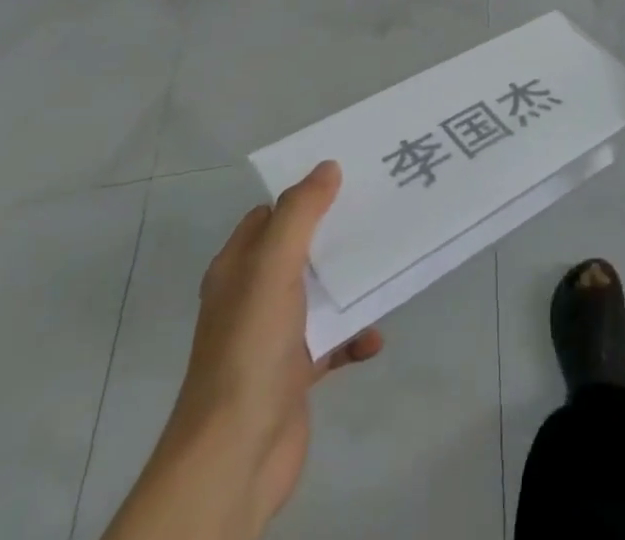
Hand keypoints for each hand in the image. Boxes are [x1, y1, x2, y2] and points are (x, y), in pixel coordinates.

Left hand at [141, 162, 382, 537]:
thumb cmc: (250, 350)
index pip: (271, 214)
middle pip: (302, 250)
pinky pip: (334, 342)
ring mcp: (274, 337)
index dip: (306, 193)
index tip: (350, 175)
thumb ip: (300, 214)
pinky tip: (375, 338)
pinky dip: (356, 336)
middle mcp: (253, 297)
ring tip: (391, 266)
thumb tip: (327, 167)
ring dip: (353, 285)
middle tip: (383, 211)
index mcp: (239, 268)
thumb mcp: (272, 268)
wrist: (234, 457)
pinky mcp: (295, 374)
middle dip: (339, 234)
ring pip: (321, 295)